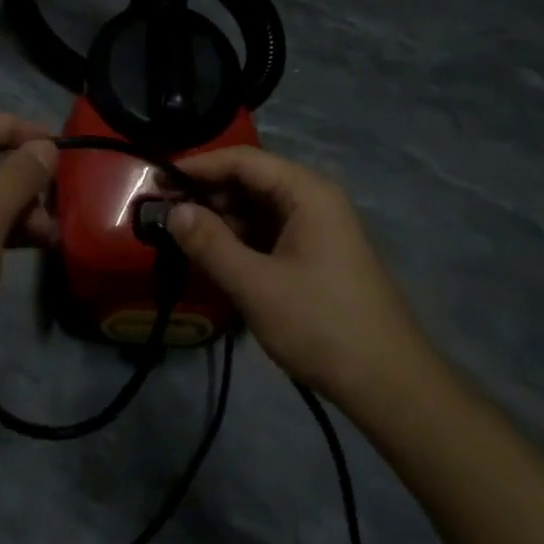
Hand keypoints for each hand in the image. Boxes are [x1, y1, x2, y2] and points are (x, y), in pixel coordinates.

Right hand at [168, 146, 425, 400]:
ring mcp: (316, 229)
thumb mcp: (256, 285)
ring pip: (257, 209)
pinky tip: (214, 257)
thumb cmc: (321, 324)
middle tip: (162, 213)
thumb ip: (210, 244)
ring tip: (180, 236)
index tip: (156, 182)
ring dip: (220, 219)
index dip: (198, 166)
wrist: (387, 382)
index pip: (243, 160)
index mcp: (307, 193)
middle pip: (251, 181)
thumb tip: (172, 211)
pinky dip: (239, 240)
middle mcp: (314, 201)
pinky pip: (268, 234)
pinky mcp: (314, 256)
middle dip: (206, 194)